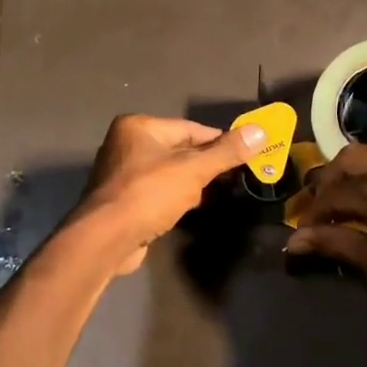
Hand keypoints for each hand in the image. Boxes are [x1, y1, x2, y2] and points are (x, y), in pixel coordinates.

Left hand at [72, 114, 267, 274]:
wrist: (105, 239)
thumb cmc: (148, 195)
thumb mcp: (193, 170)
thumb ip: (227, 152)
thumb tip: (261, 131)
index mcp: (139, 127)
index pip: (191, 129)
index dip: (220, 142)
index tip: (246, 155)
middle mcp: (126, 144)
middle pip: (180, 150)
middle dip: (206, 165)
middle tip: (234, 179)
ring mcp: (121, 173)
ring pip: (169, 173)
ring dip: (191, 184)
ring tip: (214, 196)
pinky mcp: (122, 200)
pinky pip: (157, 192)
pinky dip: (174, 198)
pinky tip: (187, 210)